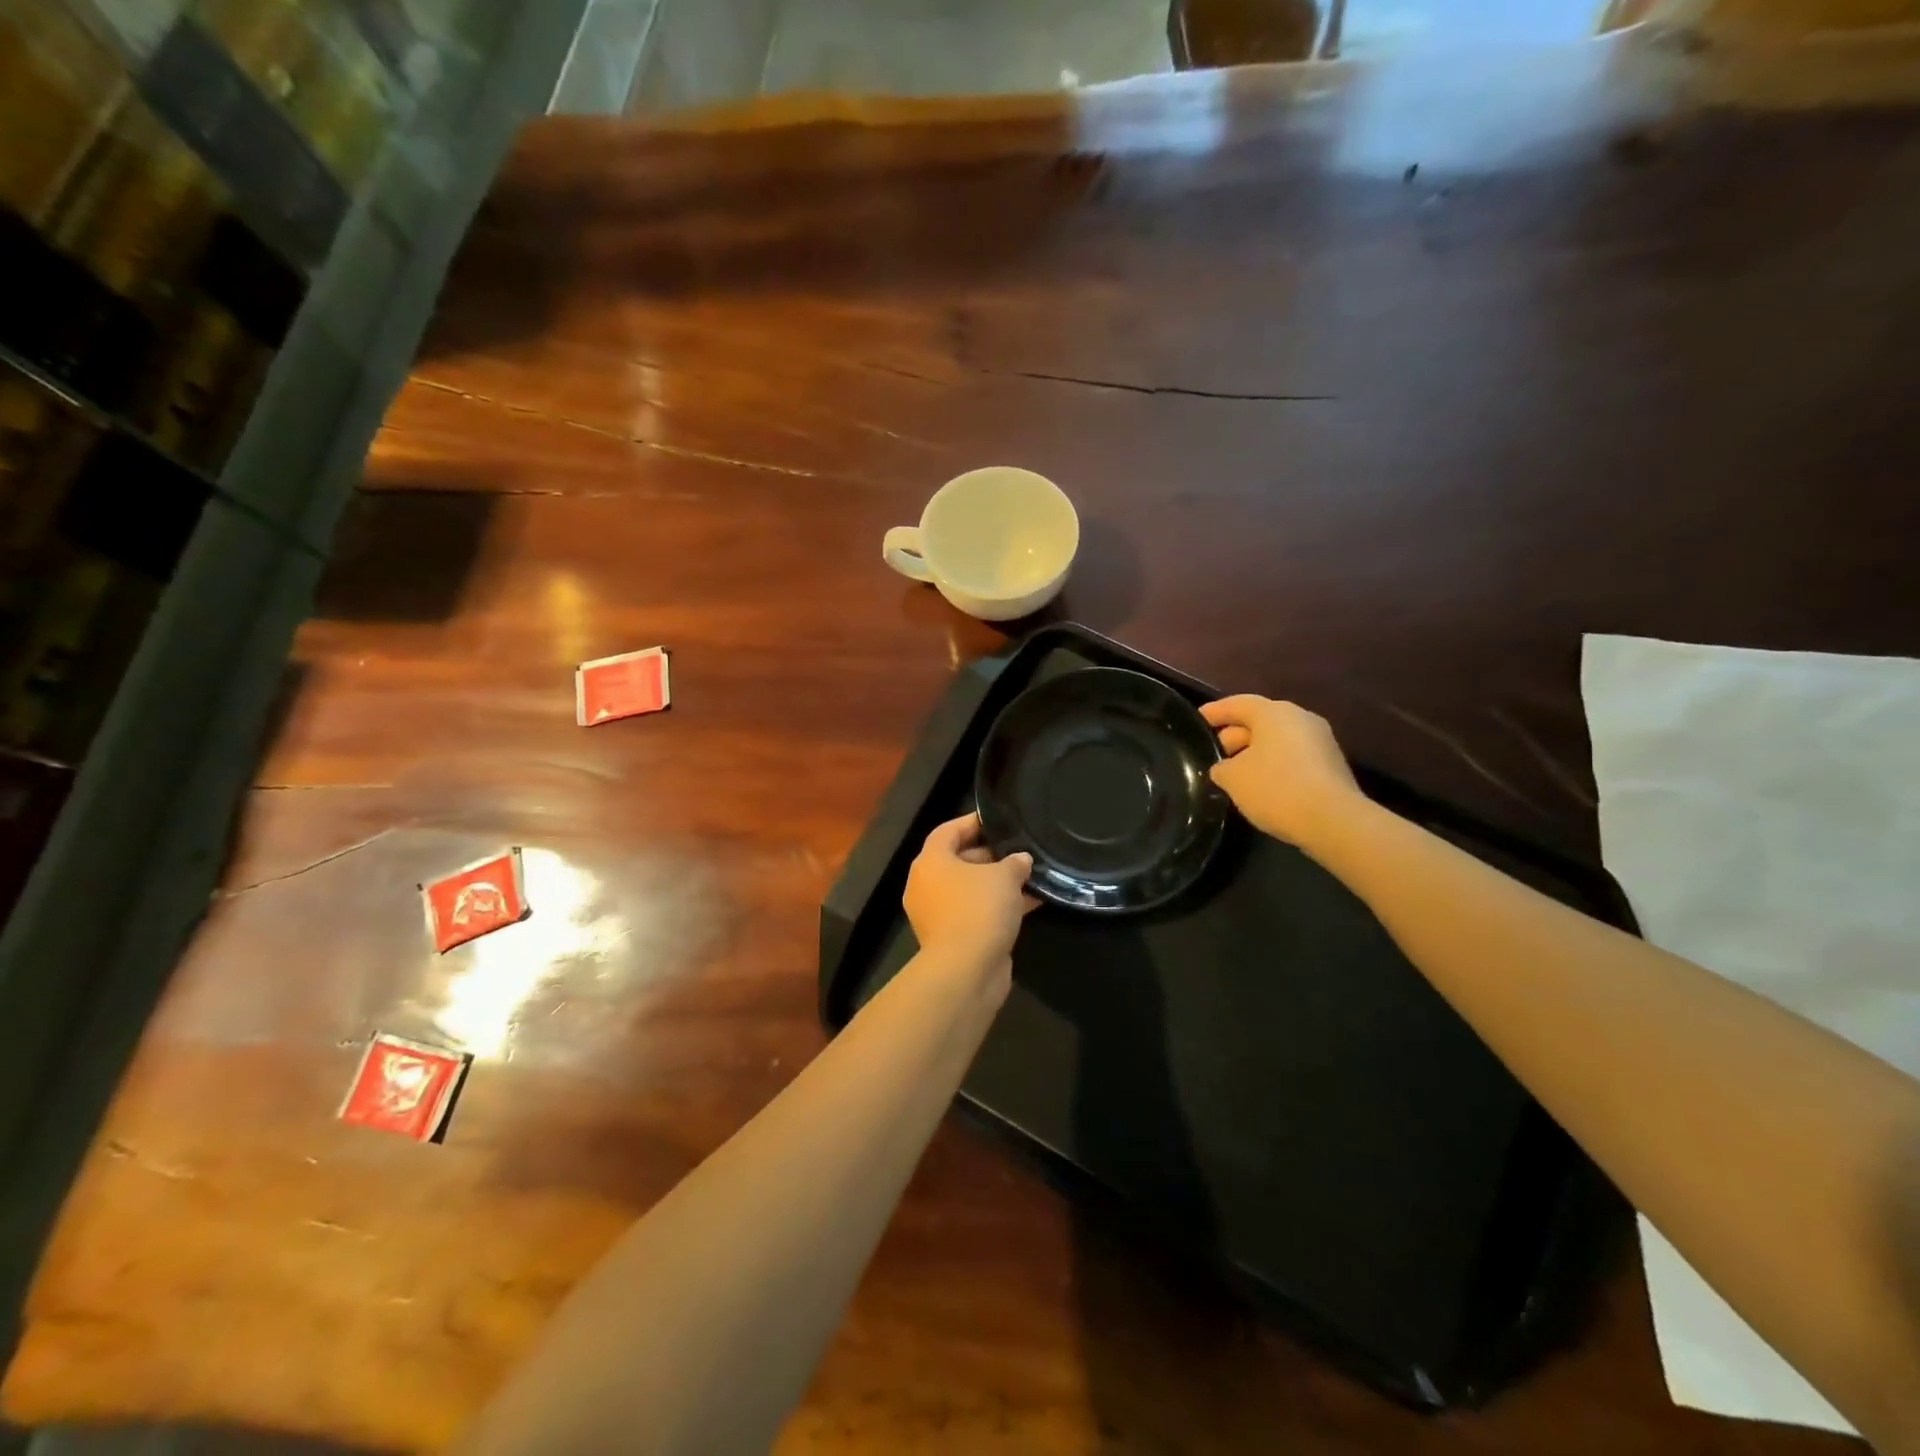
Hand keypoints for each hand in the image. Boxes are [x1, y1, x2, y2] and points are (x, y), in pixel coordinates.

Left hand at [903, 814, 1035, 981]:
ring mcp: (938, 914)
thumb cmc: (978, 909)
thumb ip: (1015, 862)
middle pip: (959, 859)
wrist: (966, 971)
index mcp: (931, 862)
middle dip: (992, 855)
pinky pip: (976, 912)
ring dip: (998, 884)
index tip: (999, 821)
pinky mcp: (953, 937)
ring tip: (1031, 875)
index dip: (974, 822)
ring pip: (970, 889)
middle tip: (1021, 850)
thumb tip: (1021, 860)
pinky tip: (1031, 903)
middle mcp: (928, 885)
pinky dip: (998, 907)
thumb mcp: (1004, 876)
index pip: (949, 831)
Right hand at [1201, 696, 1362, 850]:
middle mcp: (1301, 719)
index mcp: (1274, 713)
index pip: (1238, 704)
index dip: (1215, 711)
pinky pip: (1293, 758)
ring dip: (1255, 753)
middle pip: (1260, 721)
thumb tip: (1225, 768)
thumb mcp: (1232, 778)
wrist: (1333, 820)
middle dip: (1235, 735)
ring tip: (1234, 773)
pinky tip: (1260, 786)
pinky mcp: (1331, 766)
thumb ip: (1222, 768)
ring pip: (1278, 740)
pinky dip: (1274, 766)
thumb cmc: (1275, 788)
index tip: (1197, 719)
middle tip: (1214, 752)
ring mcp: (1321, 742)